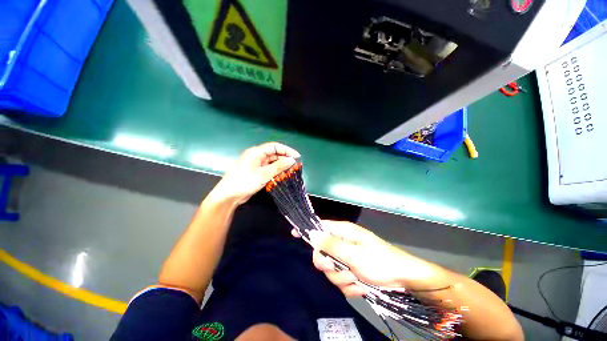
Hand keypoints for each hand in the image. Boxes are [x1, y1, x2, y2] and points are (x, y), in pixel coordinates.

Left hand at [210, 142, 299, 204]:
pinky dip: (276, 171)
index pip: (275, 146)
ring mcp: (256, 164)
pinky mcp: (257, 172)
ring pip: (272, 162)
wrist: (229, 196)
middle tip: (295, 165)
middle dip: (285, 158)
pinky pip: (269, 169)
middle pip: (274, 154)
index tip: (297, 156)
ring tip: (291, 171)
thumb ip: (278, 167)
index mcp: (256, 152)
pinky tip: (282, 175)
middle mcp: (257, 156)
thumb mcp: (263, 174)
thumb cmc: (244, 182)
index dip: (287, 150)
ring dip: (281, 165)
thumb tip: (291, 160)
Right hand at [301, 221, 435, 296]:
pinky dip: (350, 286)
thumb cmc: (380, 261)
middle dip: (330, 266)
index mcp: (344, 232)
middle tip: (340, 270)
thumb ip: (332, 245)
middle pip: (322, 253)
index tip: (294, 234)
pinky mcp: (351, 272)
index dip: (308, 230)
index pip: (321, 227)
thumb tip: (313, 234)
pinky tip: (362, 286)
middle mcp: (343, 243)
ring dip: (343, 279)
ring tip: (358, 280)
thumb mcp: (354, 254)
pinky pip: (341, 281)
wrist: (403, 280)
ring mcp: (347, 258)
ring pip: (331, 271)